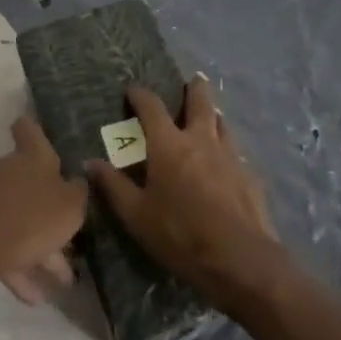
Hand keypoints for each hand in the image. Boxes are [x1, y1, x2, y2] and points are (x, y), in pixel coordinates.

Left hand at [0, 118, 88, 304]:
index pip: (29, 128)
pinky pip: (8, 244)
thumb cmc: (32, 217)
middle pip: (34, 182)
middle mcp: (11, 171)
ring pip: (24, 219)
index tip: (45, 138)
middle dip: (53, 208)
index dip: (35, 129)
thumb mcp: (71, 206)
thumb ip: (79, 192)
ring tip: (62, 280)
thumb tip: (78, 182)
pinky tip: (34, 296)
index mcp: (33, 156)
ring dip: (42, 247)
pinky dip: (21, 266)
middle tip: (73, 233)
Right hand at [87, 78, 281, 311]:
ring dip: (213, 115)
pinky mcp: (249, 175)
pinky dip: (226, 147)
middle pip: (200, 101)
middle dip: (194, 88)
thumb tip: (91, 162)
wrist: (240, 259)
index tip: (133, 91)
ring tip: (210, 116)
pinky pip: (235, 151)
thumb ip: (114, 187)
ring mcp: (229, 155)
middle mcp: (200, 139)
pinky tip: (226, 161)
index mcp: (169, 144)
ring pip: (221, 123)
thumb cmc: (181, 234)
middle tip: (193, 80)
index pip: (152, 106)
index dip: (140, 95)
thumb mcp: (137, 216)